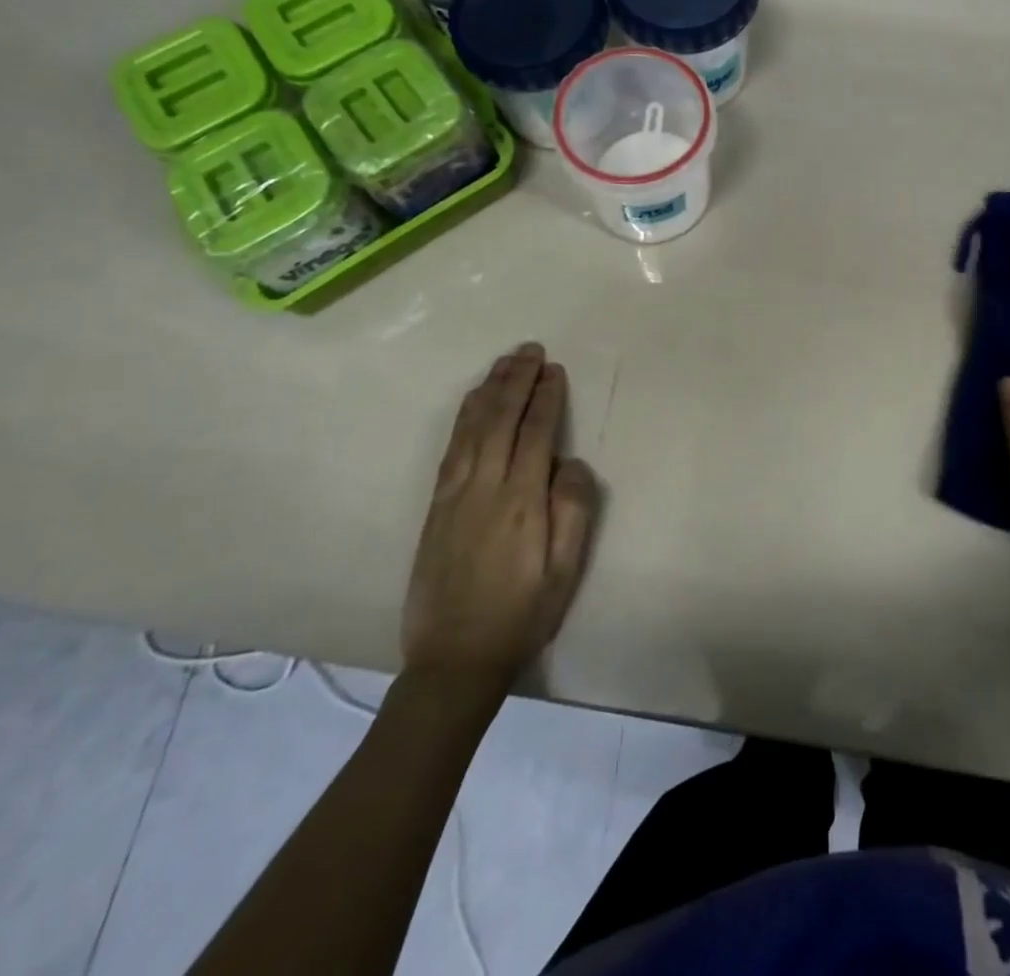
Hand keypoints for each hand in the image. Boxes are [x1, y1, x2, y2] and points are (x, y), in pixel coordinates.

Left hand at [401, 343, 597, 686]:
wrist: (453, 659)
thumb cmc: (521, 614)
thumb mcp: (564, 571)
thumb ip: (573, 510)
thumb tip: (572, 462)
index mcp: (520, 502)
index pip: (535, 434)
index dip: (545, 398)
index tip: (554, 370)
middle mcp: (484, 487)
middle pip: (500, 420)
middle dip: (517, 381)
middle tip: (531, 350)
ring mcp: (454, 494)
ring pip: (472, 427)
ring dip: (490, 390)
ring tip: (505, 362)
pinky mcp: (435, 505)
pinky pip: (452, 447)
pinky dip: (465, 416)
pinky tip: (474, 402)